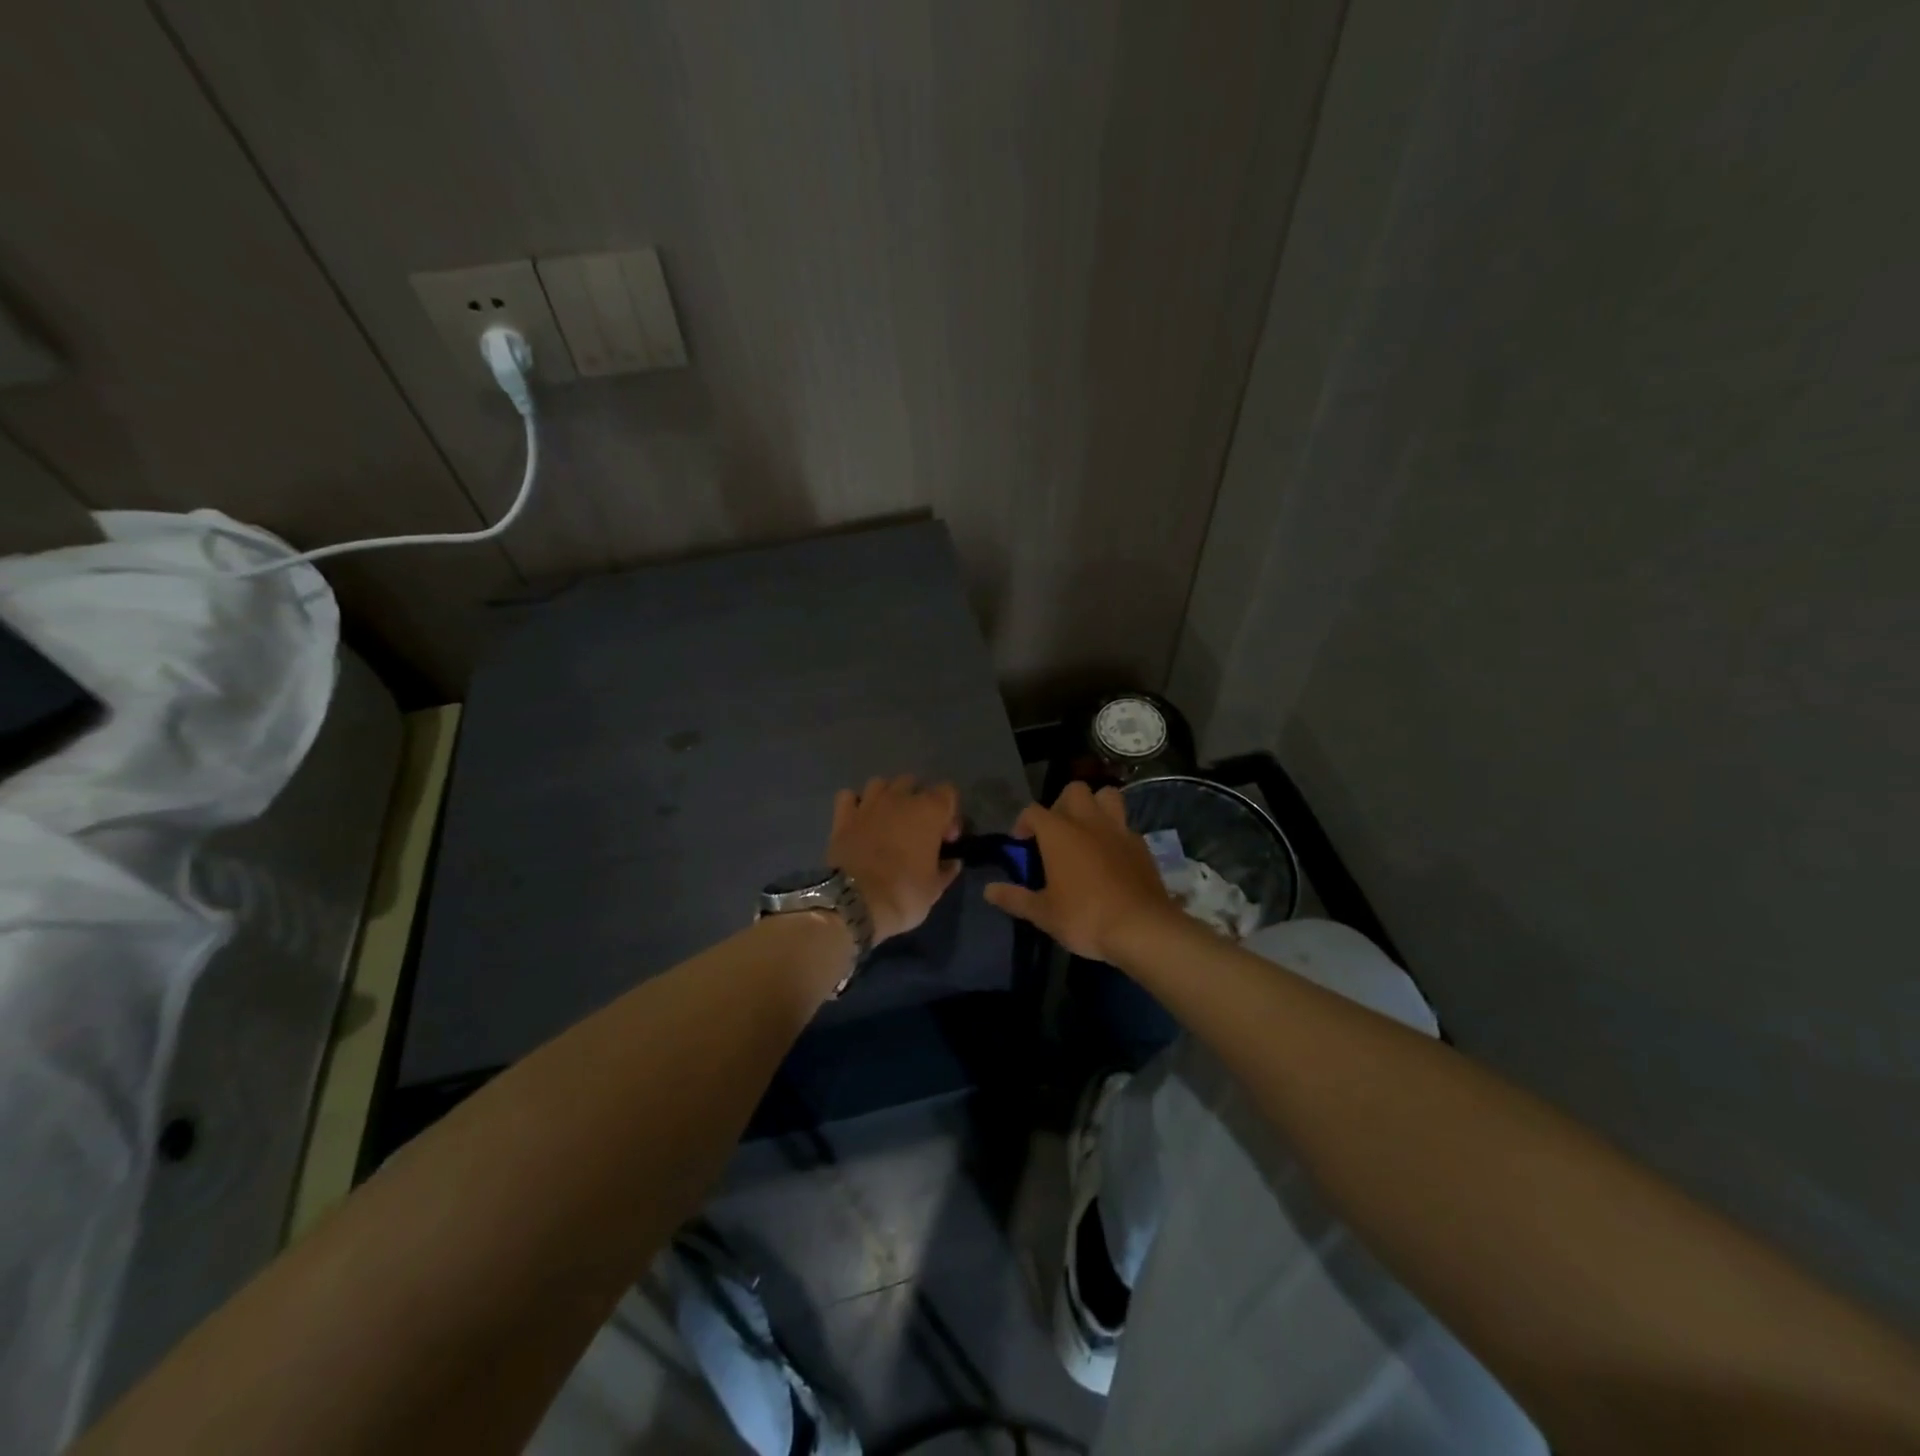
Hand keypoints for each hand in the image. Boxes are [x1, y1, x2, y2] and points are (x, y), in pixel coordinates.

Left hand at [827, 776, 963, 942]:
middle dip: (918, 802)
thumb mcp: (935, 888)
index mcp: (929, 811)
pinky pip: (849, 796)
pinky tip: (859, 820)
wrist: (855, 903)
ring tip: (888, 821)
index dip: (950, 814)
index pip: (948, 792)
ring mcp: (868, 804)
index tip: (946, 839)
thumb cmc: (904, 893)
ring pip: (881, 783)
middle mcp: (899, 799)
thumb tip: (952, 862)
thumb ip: (946, 870)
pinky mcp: (842, 816)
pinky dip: (855, 804)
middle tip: (918, 831)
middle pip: (914, 784)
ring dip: (887, 797)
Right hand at [982, 782, 1178, 962]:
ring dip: (1095, 806)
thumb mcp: (1043, 913)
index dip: (1023, 823)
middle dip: (1061, 805)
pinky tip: (1111, 856)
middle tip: (1056, 833)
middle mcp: (1088, 821)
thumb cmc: (1085, 917)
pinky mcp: (1141, 845)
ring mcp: (1118, 830)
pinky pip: (1125, 825)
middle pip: (1073, 791)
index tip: (1021, 843)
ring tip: (1087, 832)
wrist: (1142, 928)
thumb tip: (988, 890)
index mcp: (1059, 832)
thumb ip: (1015, 897)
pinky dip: (1115, 832)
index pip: (1033, 811)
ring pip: (1107, 796)